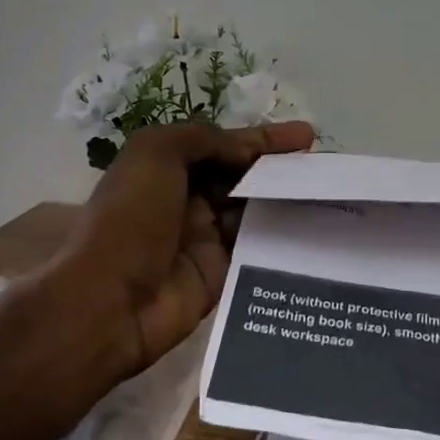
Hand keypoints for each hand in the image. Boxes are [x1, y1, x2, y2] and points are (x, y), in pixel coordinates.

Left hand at [38, 121, 315, 387]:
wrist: (110, 302)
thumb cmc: (130, 219)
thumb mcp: (156, 154)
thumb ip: (205, 140)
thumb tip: (248, 150)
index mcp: (168, 168)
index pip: (225, 146)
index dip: (264, 140)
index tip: (307, 137)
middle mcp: (189, 199)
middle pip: (244, 177)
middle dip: (281, 169)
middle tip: (324, 168)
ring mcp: (206, 238)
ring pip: (256, 211)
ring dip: (288, 200)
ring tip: (329, 193)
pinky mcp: (222, 272)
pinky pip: (259, 248)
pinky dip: (284, 236)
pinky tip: (316, 227)